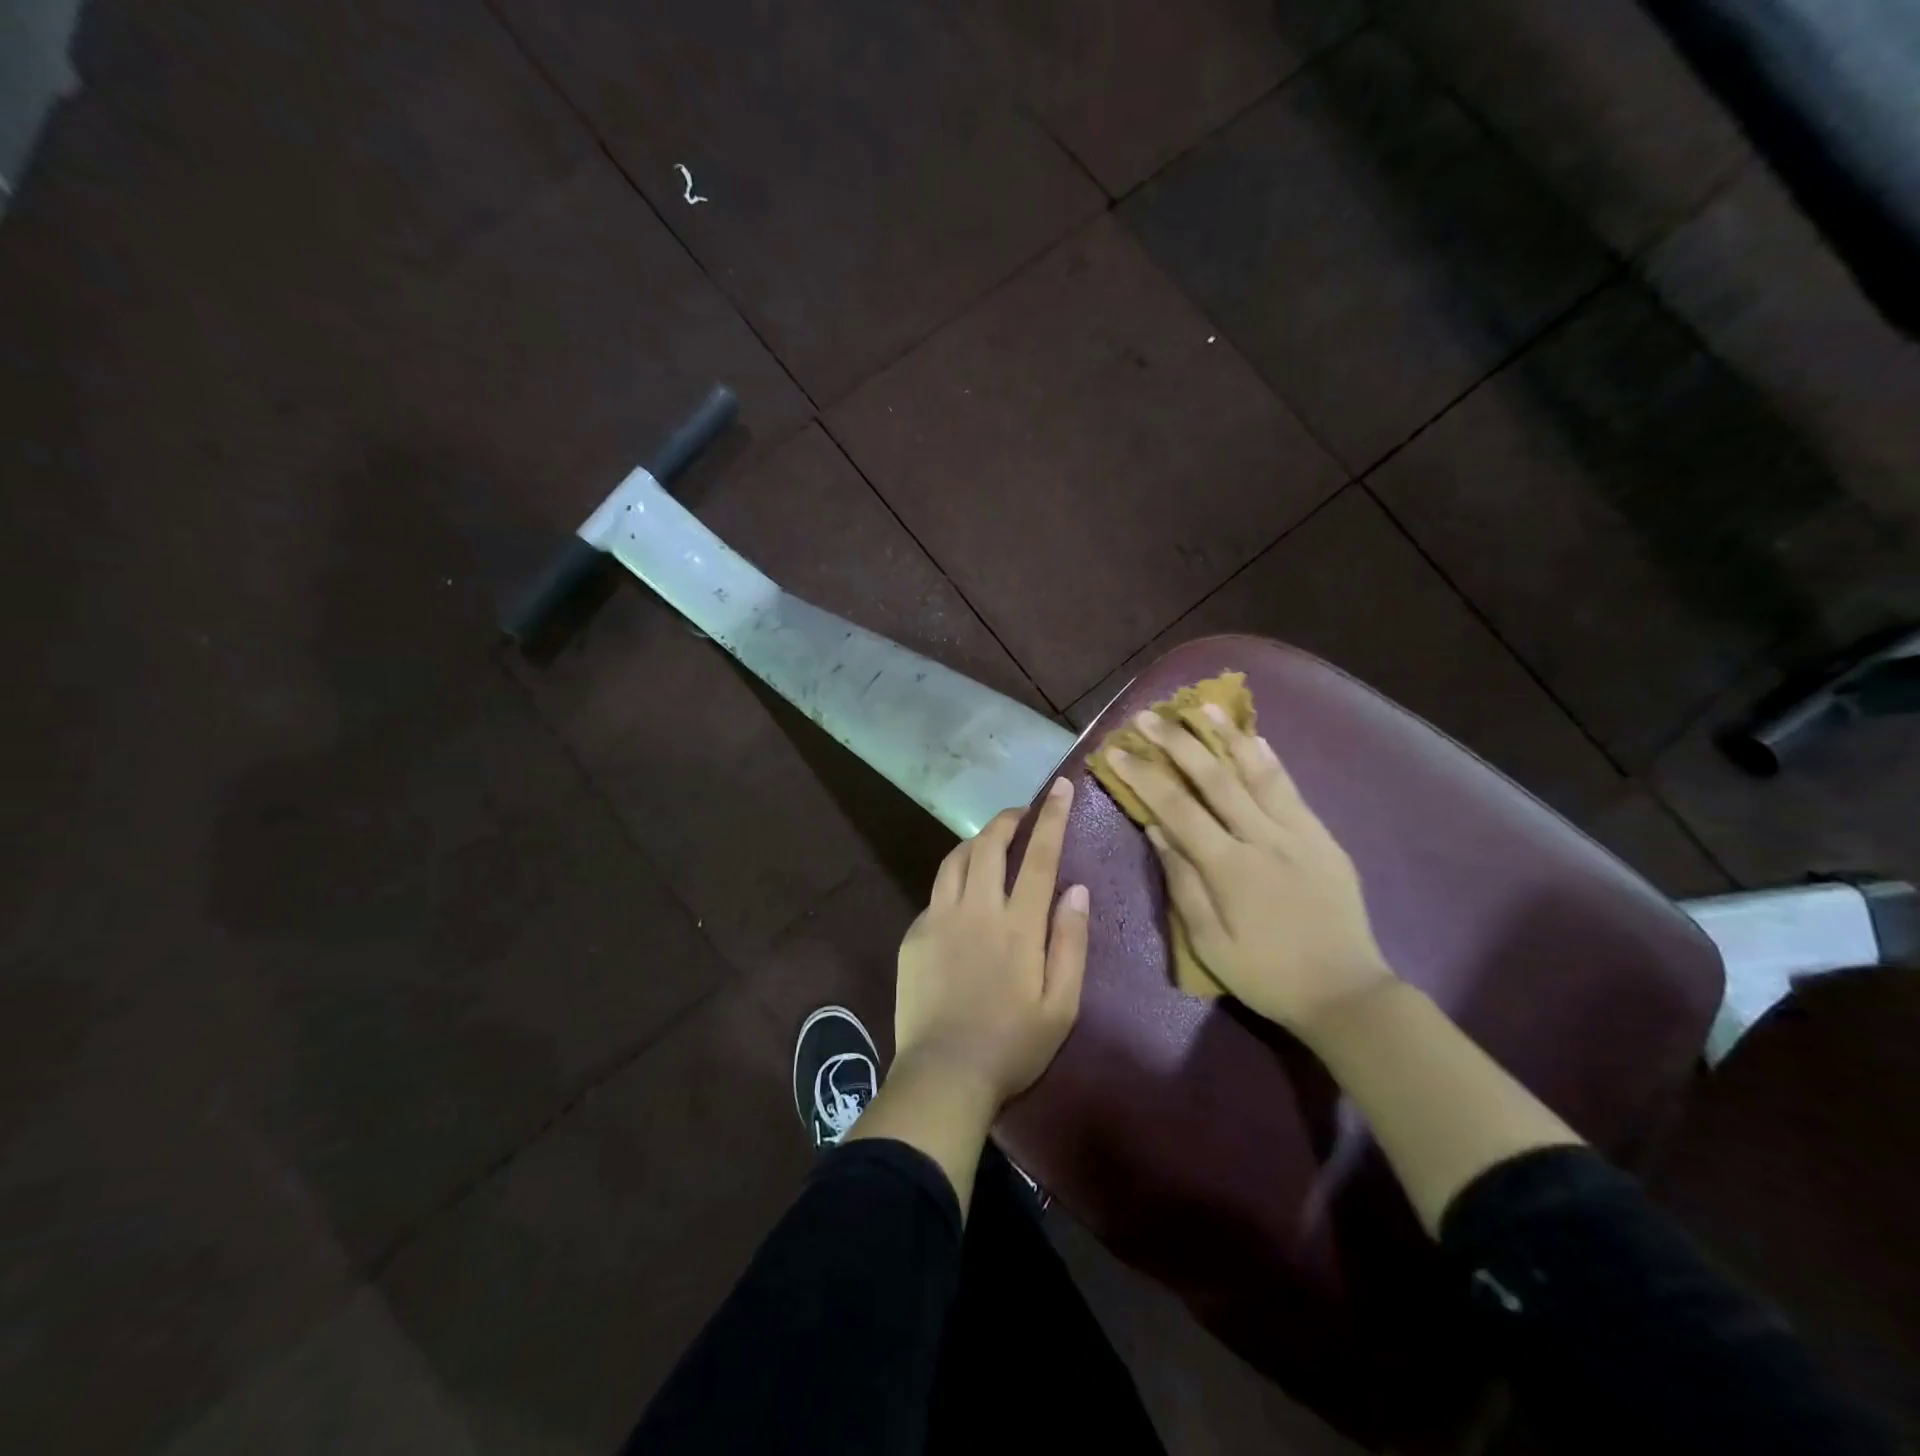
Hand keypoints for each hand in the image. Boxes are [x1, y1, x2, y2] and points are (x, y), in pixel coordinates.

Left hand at [893, 779, 1090, 1108]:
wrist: (944, 1074)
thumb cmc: (1014, 1045)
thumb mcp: (1062, 1004)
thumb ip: (1070, 942)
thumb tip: (1076, 889)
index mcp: (1017, 925)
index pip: (1038, 856)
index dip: (1051, 818)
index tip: (1060, 787)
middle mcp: (976, 909)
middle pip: (989, 845)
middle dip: (1007, 820)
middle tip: (1022, 815)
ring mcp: (939, 918)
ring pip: (955, 860)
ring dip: (976, 842)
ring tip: (991, 844)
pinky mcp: (915, 934)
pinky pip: (936, 892)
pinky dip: (954, 880)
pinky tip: (962, 896)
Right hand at [1109, 706, 1394, 1033]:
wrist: (1346, 992)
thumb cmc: (1267, 974)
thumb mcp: (1210, 943)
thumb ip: (1182, 883)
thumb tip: (1157, 830)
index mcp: (1229, 867)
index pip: (1177, 808)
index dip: (1144, 775)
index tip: (1118, 749)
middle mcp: (1262, 838)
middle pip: (1214, 778)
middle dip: (1177, 743)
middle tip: (1149, 716)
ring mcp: (1297, 833)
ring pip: (1257, 773)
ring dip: (1226, 736)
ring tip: (1203, 705)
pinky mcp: (1322, 837)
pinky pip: (1291, 789)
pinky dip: (1269, 760)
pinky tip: (1255, 738)